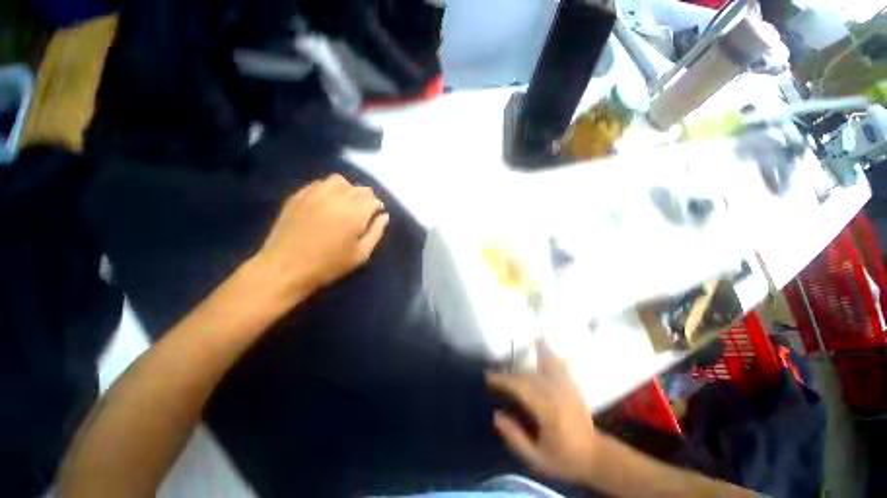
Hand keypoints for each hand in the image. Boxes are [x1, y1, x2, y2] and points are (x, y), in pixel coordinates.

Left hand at [255, 174, 388, 298]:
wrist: (285, 267)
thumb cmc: (328, 264)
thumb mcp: (360, 254)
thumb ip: (376, 232)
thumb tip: (384, 216)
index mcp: (355, 213)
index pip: (373, 199)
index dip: (376, 207)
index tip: (374, 216)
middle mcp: (338, 197)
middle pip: (359, 188)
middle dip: (364, 198)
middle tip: (360, 213)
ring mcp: (316, 193)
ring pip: (339, 181)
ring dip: (347, 190)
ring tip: (344, 204)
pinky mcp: (299, 195)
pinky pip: (319, 183)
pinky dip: (328, 189)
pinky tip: (325, 202)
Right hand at [486, 340, 598, 484]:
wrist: (596, 457)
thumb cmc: (565, 459)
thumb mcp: (537, 459)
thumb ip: (515, 438)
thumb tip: (496, 414)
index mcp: (548, 411)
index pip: (521, 388)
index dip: (503, 380)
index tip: (488, 377)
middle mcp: (557, 394)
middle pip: (528, 376)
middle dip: (510, 374)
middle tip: (496, 376)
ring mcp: (567, 387)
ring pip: (543, 365)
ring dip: (527, 358)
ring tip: (514, 351)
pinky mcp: (572, 385)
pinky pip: (559, 364)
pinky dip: (549, 353)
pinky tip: (542, 343)